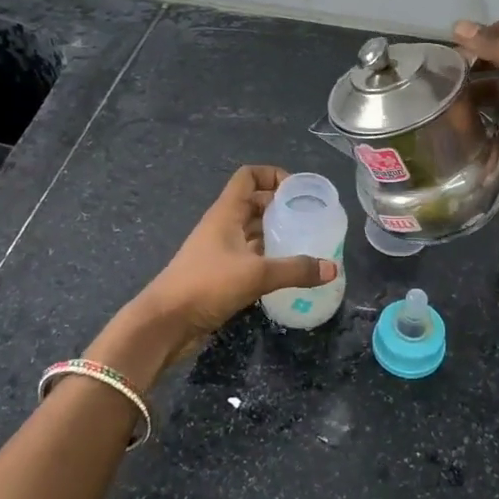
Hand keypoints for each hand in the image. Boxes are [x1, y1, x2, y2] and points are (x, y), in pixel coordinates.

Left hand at [96, 166, 338, 381]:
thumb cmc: (207, 284)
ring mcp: (219, 250)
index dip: (273, 175)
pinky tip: (287, 271)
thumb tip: (333, 268)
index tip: (298, 192)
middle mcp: (223, 225)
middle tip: (310, 220)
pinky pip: (249, 256)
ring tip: (305, 244)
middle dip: (281, 207)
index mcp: (226, 212)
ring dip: (276, 234)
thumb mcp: (256, 274)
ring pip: (252, 232)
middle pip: (254, 203)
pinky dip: (268, 258)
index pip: (249, 176)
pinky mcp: (219, 274)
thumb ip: (296, 269)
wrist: (165, 322)